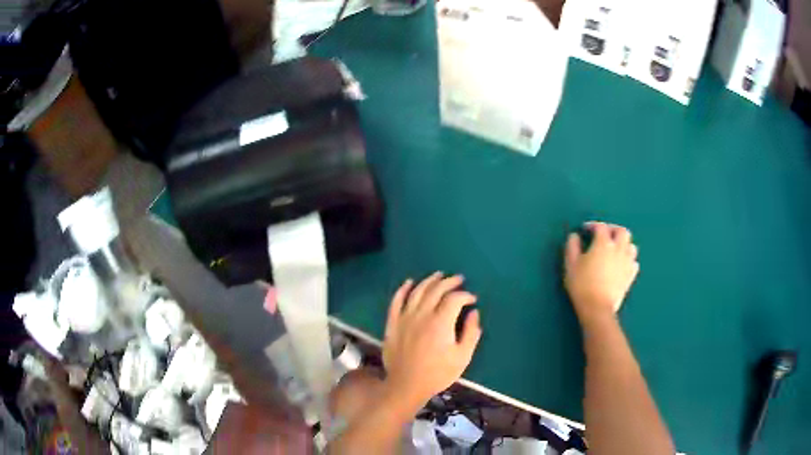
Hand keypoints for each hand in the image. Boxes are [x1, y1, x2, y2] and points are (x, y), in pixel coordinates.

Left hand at [382, 273, 481, 407]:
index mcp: (441, 322)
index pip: (454, 298)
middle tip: (459, 279)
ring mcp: (404, 317)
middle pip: (436, 290)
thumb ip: (471, 332)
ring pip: (417, 291)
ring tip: (439, 275)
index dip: (465, 295)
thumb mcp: (463, 357)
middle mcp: (422, 314)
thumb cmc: (438, 373)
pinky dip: (403, 289)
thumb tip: (474, 313)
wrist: (407, 385)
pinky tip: (409, 282)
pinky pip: (396, 301)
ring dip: (429, 280)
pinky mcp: (392, 323)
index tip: (472, 300)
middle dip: (450, 282)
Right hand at [564, 222, 638, 325]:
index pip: (601, 227)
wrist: (597, 308)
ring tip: (615, 249)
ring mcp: (627, 262)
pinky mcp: (631, 276)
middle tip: (604, 235)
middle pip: (622, 231)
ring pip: (631, 245)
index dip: (593, 225)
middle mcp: (619, 248)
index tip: (585, 230)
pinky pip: (634, 262)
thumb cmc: (582, 285)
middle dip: (613, 230)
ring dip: (623, 244)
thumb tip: (575, 236)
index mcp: (603, 243)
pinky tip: (621, 264)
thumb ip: (572, 246)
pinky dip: (628, 259)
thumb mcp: (571, 264)